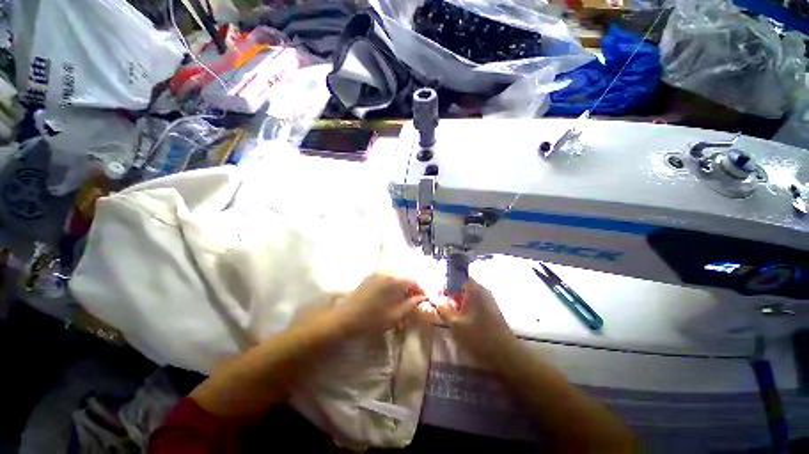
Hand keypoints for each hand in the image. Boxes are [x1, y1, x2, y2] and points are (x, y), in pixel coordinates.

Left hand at [332, 272, 427, 336]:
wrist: (345, 318)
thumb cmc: (372, 319)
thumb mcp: (395, 316)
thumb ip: (411, 305)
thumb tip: (422, 299)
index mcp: (394, 280)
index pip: (414, 280)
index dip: (422, 290)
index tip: (425, 300)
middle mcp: (387, 272)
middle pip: (406, 276)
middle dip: (413, 287)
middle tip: (416, 300)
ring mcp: (377, 272)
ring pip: (397, 275)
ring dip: (404, 285)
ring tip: (405, 298)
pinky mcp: (371, 276)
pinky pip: (388, 276)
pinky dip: (394, 283)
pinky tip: (392, 294)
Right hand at [434, 279, 516, 363]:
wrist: (506, 354)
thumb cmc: (479, 336)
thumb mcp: (456, 324)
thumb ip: (443, 309)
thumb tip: (436, 300)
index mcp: (474, 289)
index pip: (458, 277)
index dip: (447, 284)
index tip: (439, 294)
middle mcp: (482, 291)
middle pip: (463, 286)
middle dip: (451, 294)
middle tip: (442, 306)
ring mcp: (488, 300)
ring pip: (469, 296)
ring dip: (458, 303)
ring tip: (450, 315)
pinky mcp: (491, 310)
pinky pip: (475, 303)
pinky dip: (466, 308)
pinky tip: (461, 321)